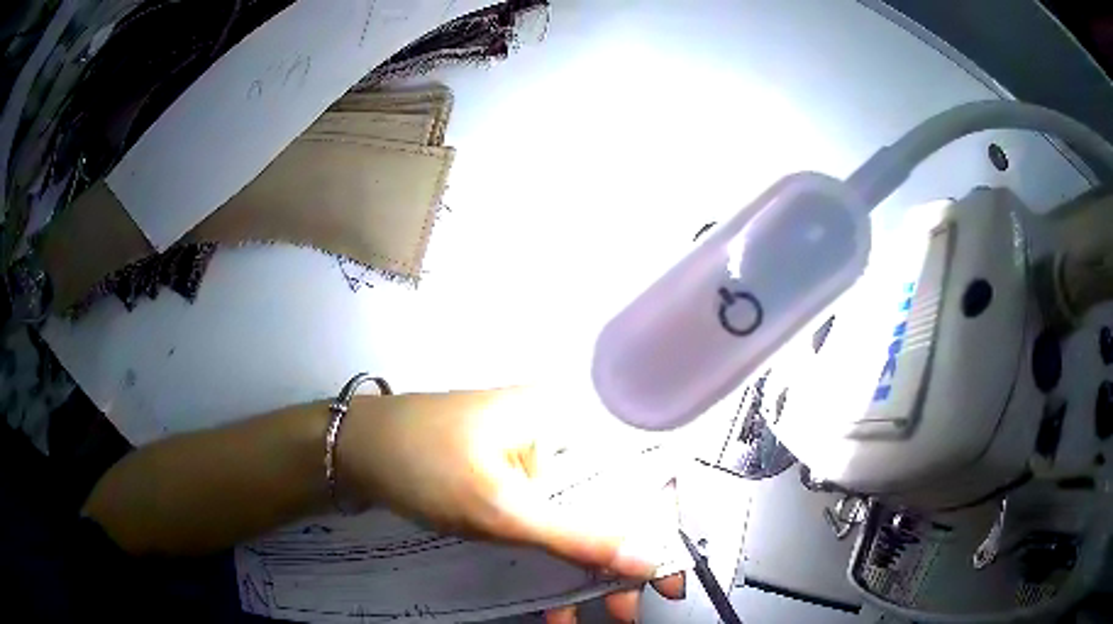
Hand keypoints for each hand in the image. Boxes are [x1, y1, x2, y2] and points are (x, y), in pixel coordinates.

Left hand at [337, 387, 685, 621]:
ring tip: (594, 613)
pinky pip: (545, 520)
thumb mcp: (501, 508)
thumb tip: (648, 561)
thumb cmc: (426, 464)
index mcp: (569, 418)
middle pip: (610, 501)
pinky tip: (551, 600)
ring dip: (583, 567)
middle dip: (617, 560)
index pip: (638, 471)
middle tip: (625, 608)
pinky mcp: (509, 478)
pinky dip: (550, 558)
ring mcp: (532, 457)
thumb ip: (577, 537)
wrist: (352, 453)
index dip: (659, 527)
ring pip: (577, 516)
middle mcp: (560, 433)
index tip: (664, 578)